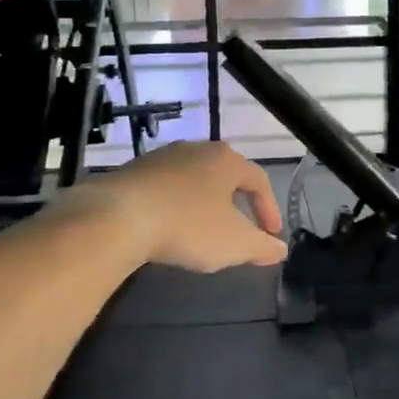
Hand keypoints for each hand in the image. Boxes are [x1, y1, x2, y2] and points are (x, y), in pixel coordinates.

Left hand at [76, 141, 287, 272]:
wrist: (118, 217)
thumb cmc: (187, 226)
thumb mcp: (234, 243)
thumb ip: (261, 246)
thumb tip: (280, 249)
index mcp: (226, 160)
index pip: (259, 180)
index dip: (269, 208)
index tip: (270, 235)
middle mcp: (197, 149)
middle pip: (225, 174)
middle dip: (236, 201)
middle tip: (240, 226)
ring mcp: (162, 157)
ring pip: (194, 178)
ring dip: (204, 202)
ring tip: (203, 228)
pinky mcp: (134, 170)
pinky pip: (166, 186)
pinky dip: (175, 204)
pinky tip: (169, 225)